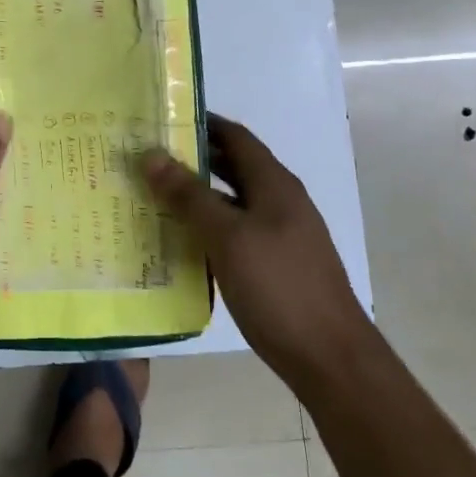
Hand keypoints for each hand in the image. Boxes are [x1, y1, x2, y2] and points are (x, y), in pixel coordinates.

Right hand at [143, 116, 363, 370]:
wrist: (329, 357)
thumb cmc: (278, 287)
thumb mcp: (227, 236)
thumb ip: (189, 195)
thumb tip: (152, 155)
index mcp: (274, 184)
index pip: (235, 136)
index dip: (201, 122)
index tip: (160, 119)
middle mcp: (279, 201)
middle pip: (233, 167)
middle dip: (193, 158)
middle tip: (147, 157)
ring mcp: (280, 234)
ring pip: (231, 202)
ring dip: (196, 195)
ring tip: (152, 194)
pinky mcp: (274, 263)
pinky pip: (234, 231)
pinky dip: (207, 227)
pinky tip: (179, 240)